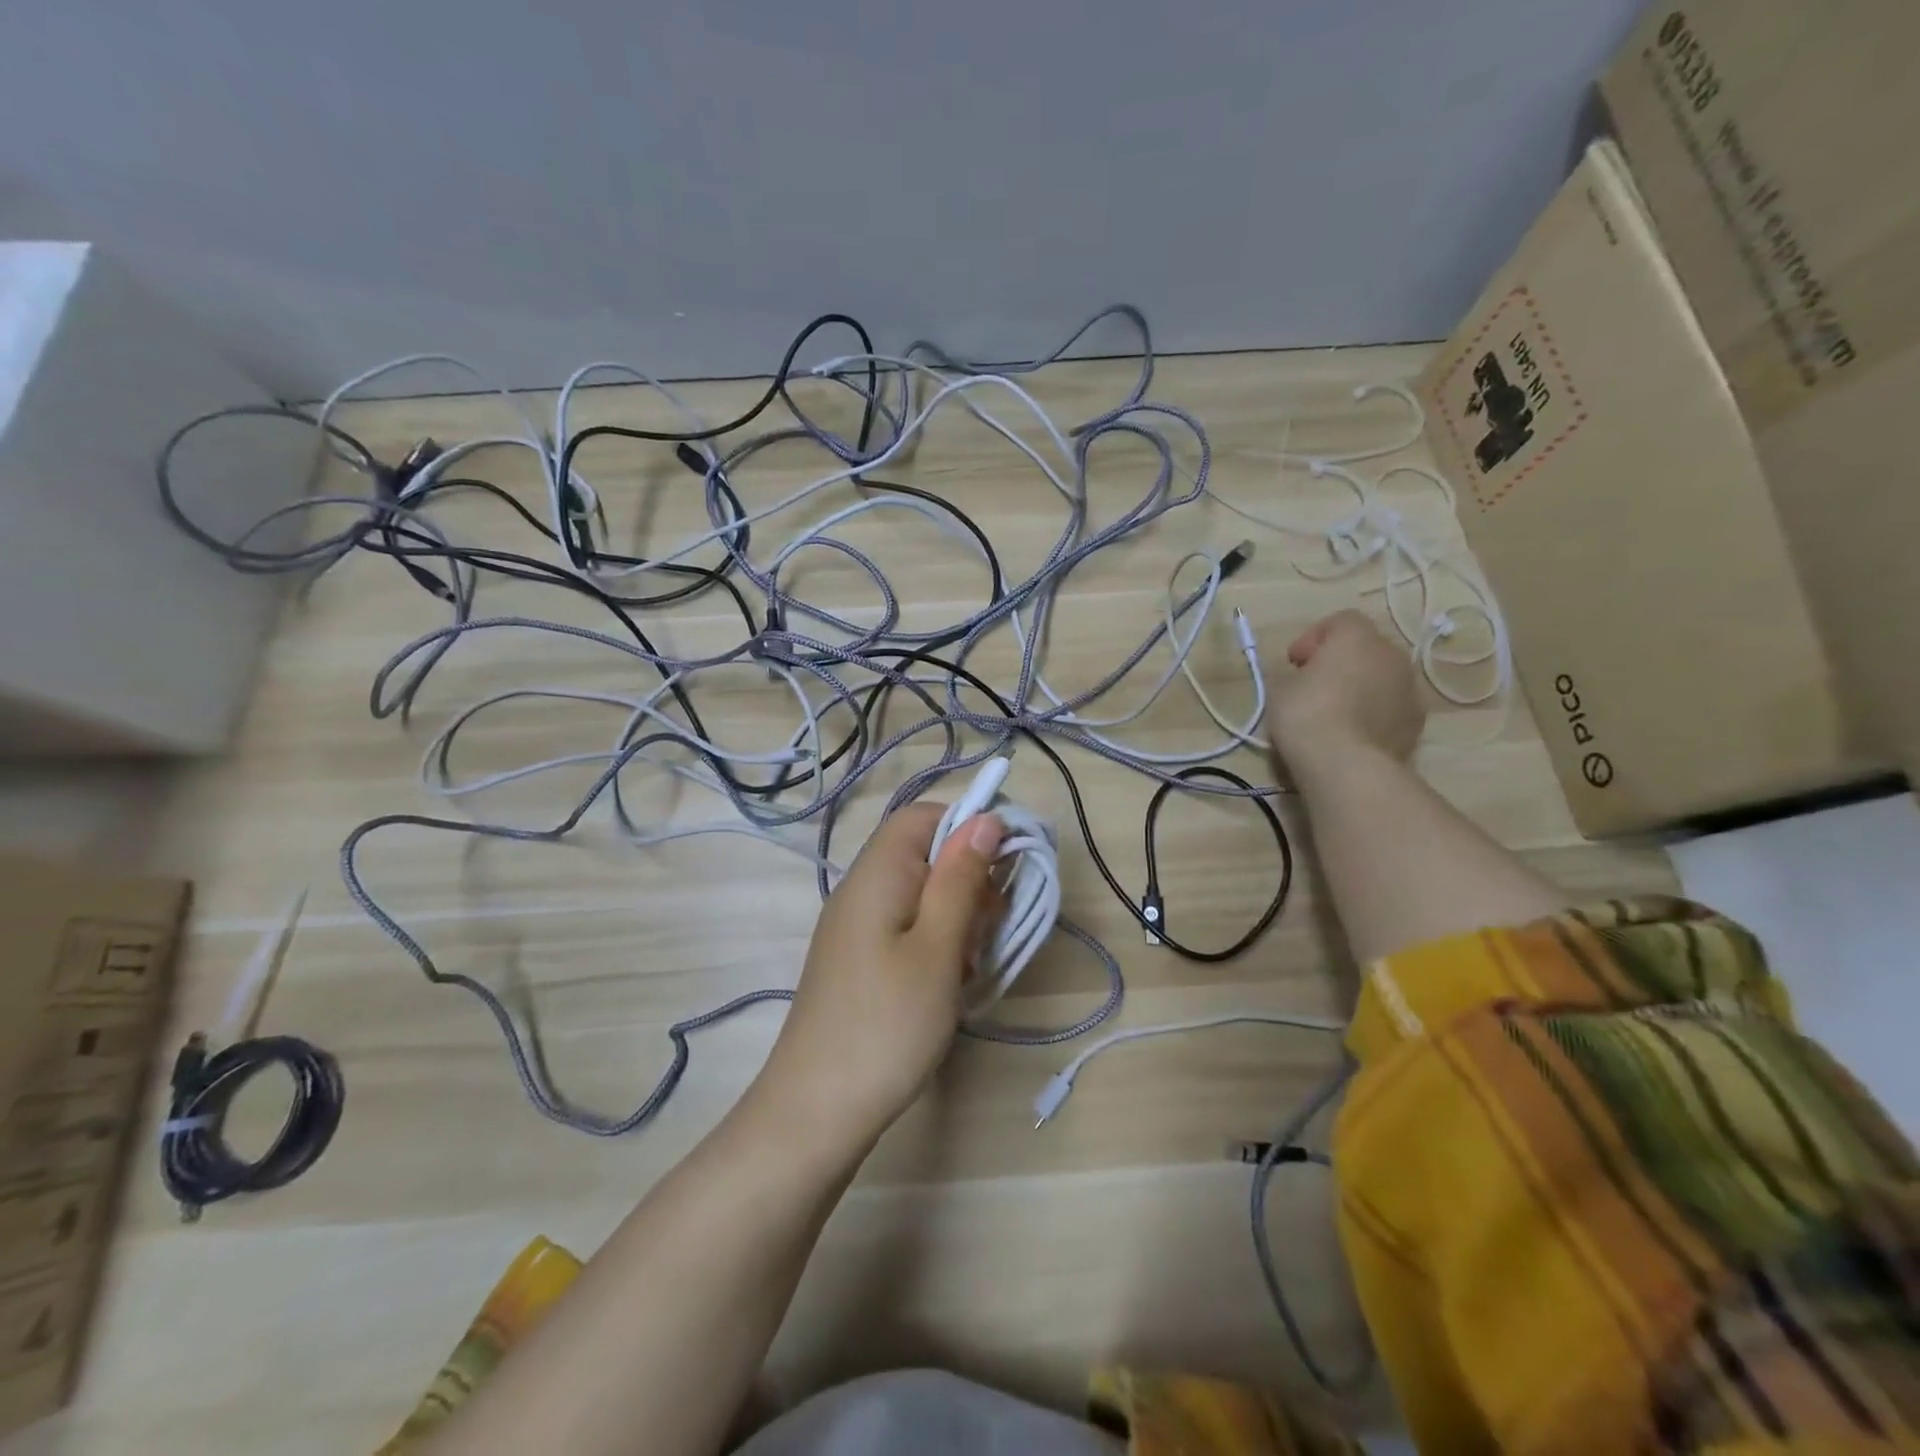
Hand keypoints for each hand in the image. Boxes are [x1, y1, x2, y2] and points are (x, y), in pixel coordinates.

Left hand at [753, 802, 1003, 1150]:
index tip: (1005, 866)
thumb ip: (961, 878)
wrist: (816, 1111)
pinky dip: (937, 942)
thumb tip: (986, 817)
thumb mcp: (938, 947)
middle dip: (968, 880)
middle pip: (924, 853)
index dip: (969, 826)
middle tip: (989, 929)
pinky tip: (950, 982)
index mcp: (877, 873)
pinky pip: (907, 927)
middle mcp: (861, 889)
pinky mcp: (859, 959)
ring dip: (957, 916)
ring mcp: (857, 927)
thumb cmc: (886, 1024)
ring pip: (921, 894)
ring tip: (970, 963)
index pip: (923, 816)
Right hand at [1263, 610, 1425, 774]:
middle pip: (1365, 648)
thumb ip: (1295, 673)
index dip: (1314, 638)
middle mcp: (1391, 654)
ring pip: (1382, 678)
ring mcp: (1410, 689)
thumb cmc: (1307, 714)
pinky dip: (1375, 712)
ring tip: (1335, 713)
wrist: (1347, 764)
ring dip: (1361, 687)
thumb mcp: (1280, 688)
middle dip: (1341, 662)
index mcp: (1357, 637)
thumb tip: (1304, 677)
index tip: (1295, 662)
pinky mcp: (1417, 722)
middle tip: (1314, 685)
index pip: (1340, 621)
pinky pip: (1391, 706)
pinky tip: (1353, 733)